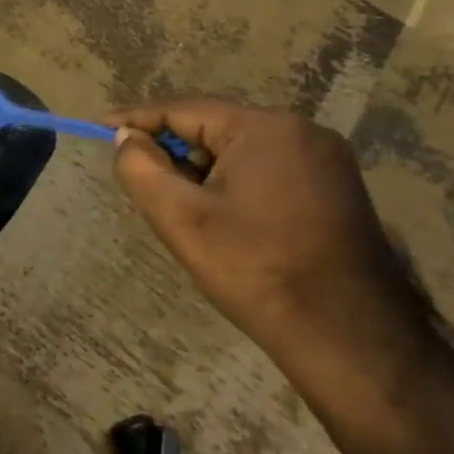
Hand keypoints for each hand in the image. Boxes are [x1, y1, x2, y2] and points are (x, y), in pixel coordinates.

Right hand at [108, 99, 425, 369]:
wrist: (353, 342)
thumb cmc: (258, 271)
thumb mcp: (181, 218)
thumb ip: (140, 167)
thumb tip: (127, 137)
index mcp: (266, 129)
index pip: (183, 110)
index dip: (137, 119)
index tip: (100, 127)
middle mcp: (302, 132)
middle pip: (212, 129)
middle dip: (171, 152)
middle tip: (140, 183)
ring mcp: (326, 161)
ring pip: (238, 152)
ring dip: (201, 172)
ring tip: (177, 208)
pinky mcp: (335, 190)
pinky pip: (265, 170)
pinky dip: (231, 185)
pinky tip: (218, 218)